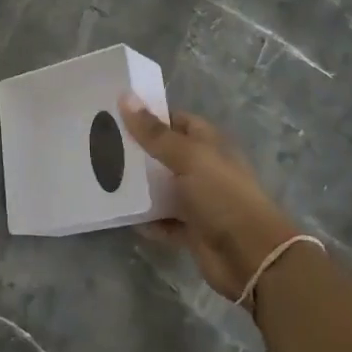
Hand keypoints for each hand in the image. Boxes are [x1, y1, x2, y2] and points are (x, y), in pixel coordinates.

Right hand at [118, 95, 301, 301]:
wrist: (251, 256)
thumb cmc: (222, 196)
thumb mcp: (187, 157)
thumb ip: (154, 132)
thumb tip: (125, 95)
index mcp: (208, 144)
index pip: (176, 121)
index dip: (149, 116)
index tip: (115, 114)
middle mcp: (203, 169)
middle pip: (165, 154)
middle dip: (137, 151)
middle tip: (99, 144)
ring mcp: (198, 201)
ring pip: (162, 188)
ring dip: (139, 186)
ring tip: (102, 176)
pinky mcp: (191, 230)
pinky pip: (162, 220)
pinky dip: (146, 219)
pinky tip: (121, 214)